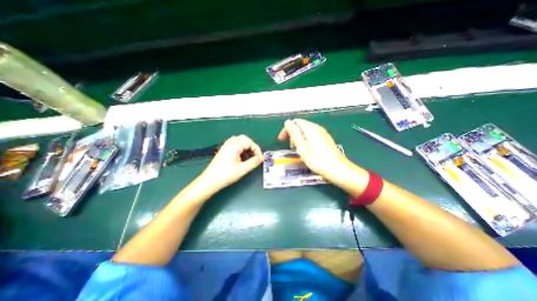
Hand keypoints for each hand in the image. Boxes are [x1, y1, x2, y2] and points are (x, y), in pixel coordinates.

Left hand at [197, 134, 263, 191]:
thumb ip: (254, 162)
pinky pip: (233, 144)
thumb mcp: (242, 169)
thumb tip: (262, 158)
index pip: (249, 142)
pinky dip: (240, 148)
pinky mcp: (223, 151)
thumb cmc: (226, 175)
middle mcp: (229, 144)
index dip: (256, 149)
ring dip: (245, 146)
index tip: (259, 158)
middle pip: (243, 138)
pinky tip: (240, 157)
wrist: (209, 181)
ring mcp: (225, 147)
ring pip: (238, 141)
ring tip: (248, 156)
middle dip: (251, 146)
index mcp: (234, 146)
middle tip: (254, 155)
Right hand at [280, 118, 350, 181]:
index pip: (295, 122)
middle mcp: (317, 128)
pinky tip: (307, 151)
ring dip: (299, 138)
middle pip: (301, 126)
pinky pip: (312, 136)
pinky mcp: (326, 139)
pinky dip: (306, 141)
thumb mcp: (302, 147)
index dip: (287, 129)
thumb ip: (294, 133)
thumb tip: (287, 122)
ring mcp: (323, 133)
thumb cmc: (317, 160)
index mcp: (310, 128)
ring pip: (306, 131)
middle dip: (293, 134)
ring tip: (298, 150)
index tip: (282, 140)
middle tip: (291, 147)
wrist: (337, 169)